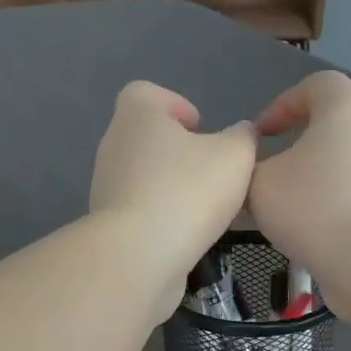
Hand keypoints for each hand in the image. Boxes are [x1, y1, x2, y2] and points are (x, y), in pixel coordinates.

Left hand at [90, 80, 257, 279]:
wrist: (139, 257)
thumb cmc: (187, 192)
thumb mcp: (235, 157)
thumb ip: (244, 138)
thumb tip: (243, 134)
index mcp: (137, 114)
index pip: (148, 93)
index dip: (175, 105)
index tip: (200, 127)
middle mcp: (114, 144)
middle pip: (147, 137)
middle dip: (178, 151)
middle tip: (211, 171)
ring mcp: (107, 187)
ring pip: (144, 177)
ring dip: (171, 187)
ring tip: (204, 208)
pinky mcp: (109, 225)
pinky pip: (140, 211)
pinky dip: (161, 218)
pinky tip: (186, 235)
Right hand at [249, 71, 350, 271]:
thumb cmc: (311, 206)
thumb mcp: (259, 183)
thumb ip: (248, 167)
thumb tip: (253, 169)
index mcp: (344, 109)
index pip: (316, 85)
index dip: (283, 104)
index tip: (260, 136)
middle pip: (331, 125)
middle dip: (297, 145)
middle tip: (269, 171)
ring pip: (342, 162)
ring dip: (313, 178)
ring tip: (286, 207)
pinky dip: (331, 202)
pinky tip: (310, 230)